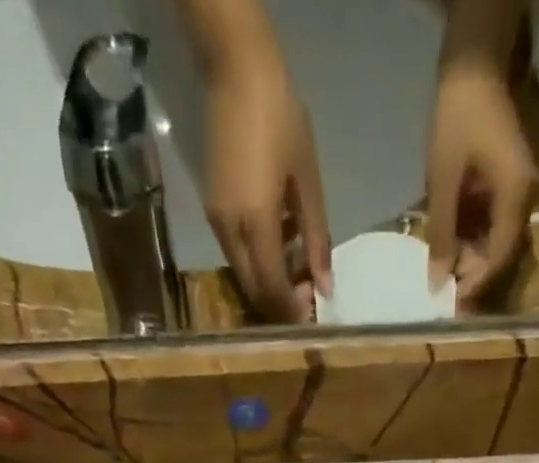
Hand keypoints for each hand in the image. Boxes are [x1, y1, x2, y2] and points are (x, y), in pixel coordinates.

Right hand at [203, 45, 331, 321]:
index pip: (272, 288)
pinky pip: (237, 253)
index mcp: (257, 223)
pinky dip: (259, 262)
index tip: (312, 314)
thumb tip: (326, 286)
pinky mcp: (213, 211)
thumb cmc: (282, 121)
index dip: (291, 309)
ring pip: (244, 274)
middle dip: (279, 304)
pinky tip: (281, 244)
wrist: (237, 73)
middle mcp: (231, 231)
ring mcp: (217, 222)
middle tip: (307, 298)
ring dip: (269, 283)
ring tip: (298, 267)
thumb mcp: (308, 183)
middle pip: (254, 289)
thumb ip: (317, 239)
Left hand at [424, 60, 538, 299]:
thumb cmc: (457, 119)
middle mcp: (524, 199)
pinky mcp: (506, 188)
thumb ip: (441, 233)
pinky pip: (491, 224)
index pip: (500, 256)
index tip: (453, 303)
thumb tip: (436, 281)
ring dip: (469, 259)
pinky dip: (470, 239)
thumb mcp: (443, 180)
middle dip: (472, 275)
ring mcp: (517, 193)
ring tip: (440, 272)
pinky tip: (448, 248)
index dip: (477, 284)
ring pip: (495, 241)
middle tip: (442, 292)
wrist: (472, 67)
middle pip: (500, 253)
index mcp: (516, 196)